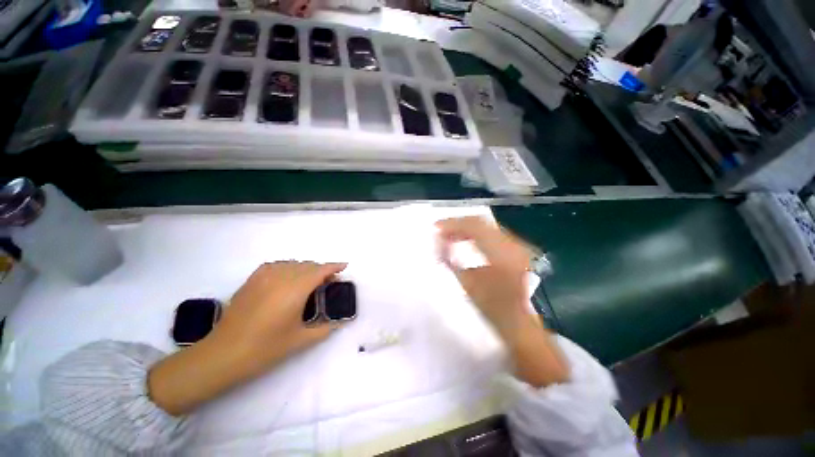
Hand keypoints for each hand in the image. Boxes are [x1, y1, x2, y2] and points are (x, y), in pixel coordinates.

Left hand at [216, 261, 346, 365]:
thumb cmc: (265, 348)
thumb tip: (338, 323)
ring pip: (293, 263)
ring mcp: (264, 276)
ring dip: (306, 268)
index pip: (320, 270)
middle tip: (329, 282)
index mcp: (295, 290)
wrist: (223, 354)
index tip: (344, 266)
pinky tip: (288, 278)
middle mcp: (281, 277)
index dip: (334, 266)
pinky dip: (288, 267)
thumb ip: (324, 329)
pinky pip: (277, 265)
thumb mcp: (300, 341)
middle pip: (308, 265)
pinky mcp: (252, 280)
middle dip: (321, 270)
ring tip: (309, 281)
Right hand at [436, 216, 531, 335]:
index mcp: (500, 252)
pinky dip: (476, 233)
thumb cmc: (491, 306)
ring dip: (466, 227)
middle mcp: (511, 243)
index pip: (474, 226)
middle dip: (458, 223)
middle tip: (441, 229)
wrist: (519, 319)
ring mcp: (516, 244)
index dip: (453, 223)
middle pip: (480, 221)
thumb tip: (439, 242)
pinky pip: (492, 232)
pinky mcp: (516, 248)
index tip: (436, 227)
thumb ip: (450, 260)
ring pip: (486, 225)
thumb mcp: (466, 283)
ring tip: (450, 234)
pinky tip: (465, 239)